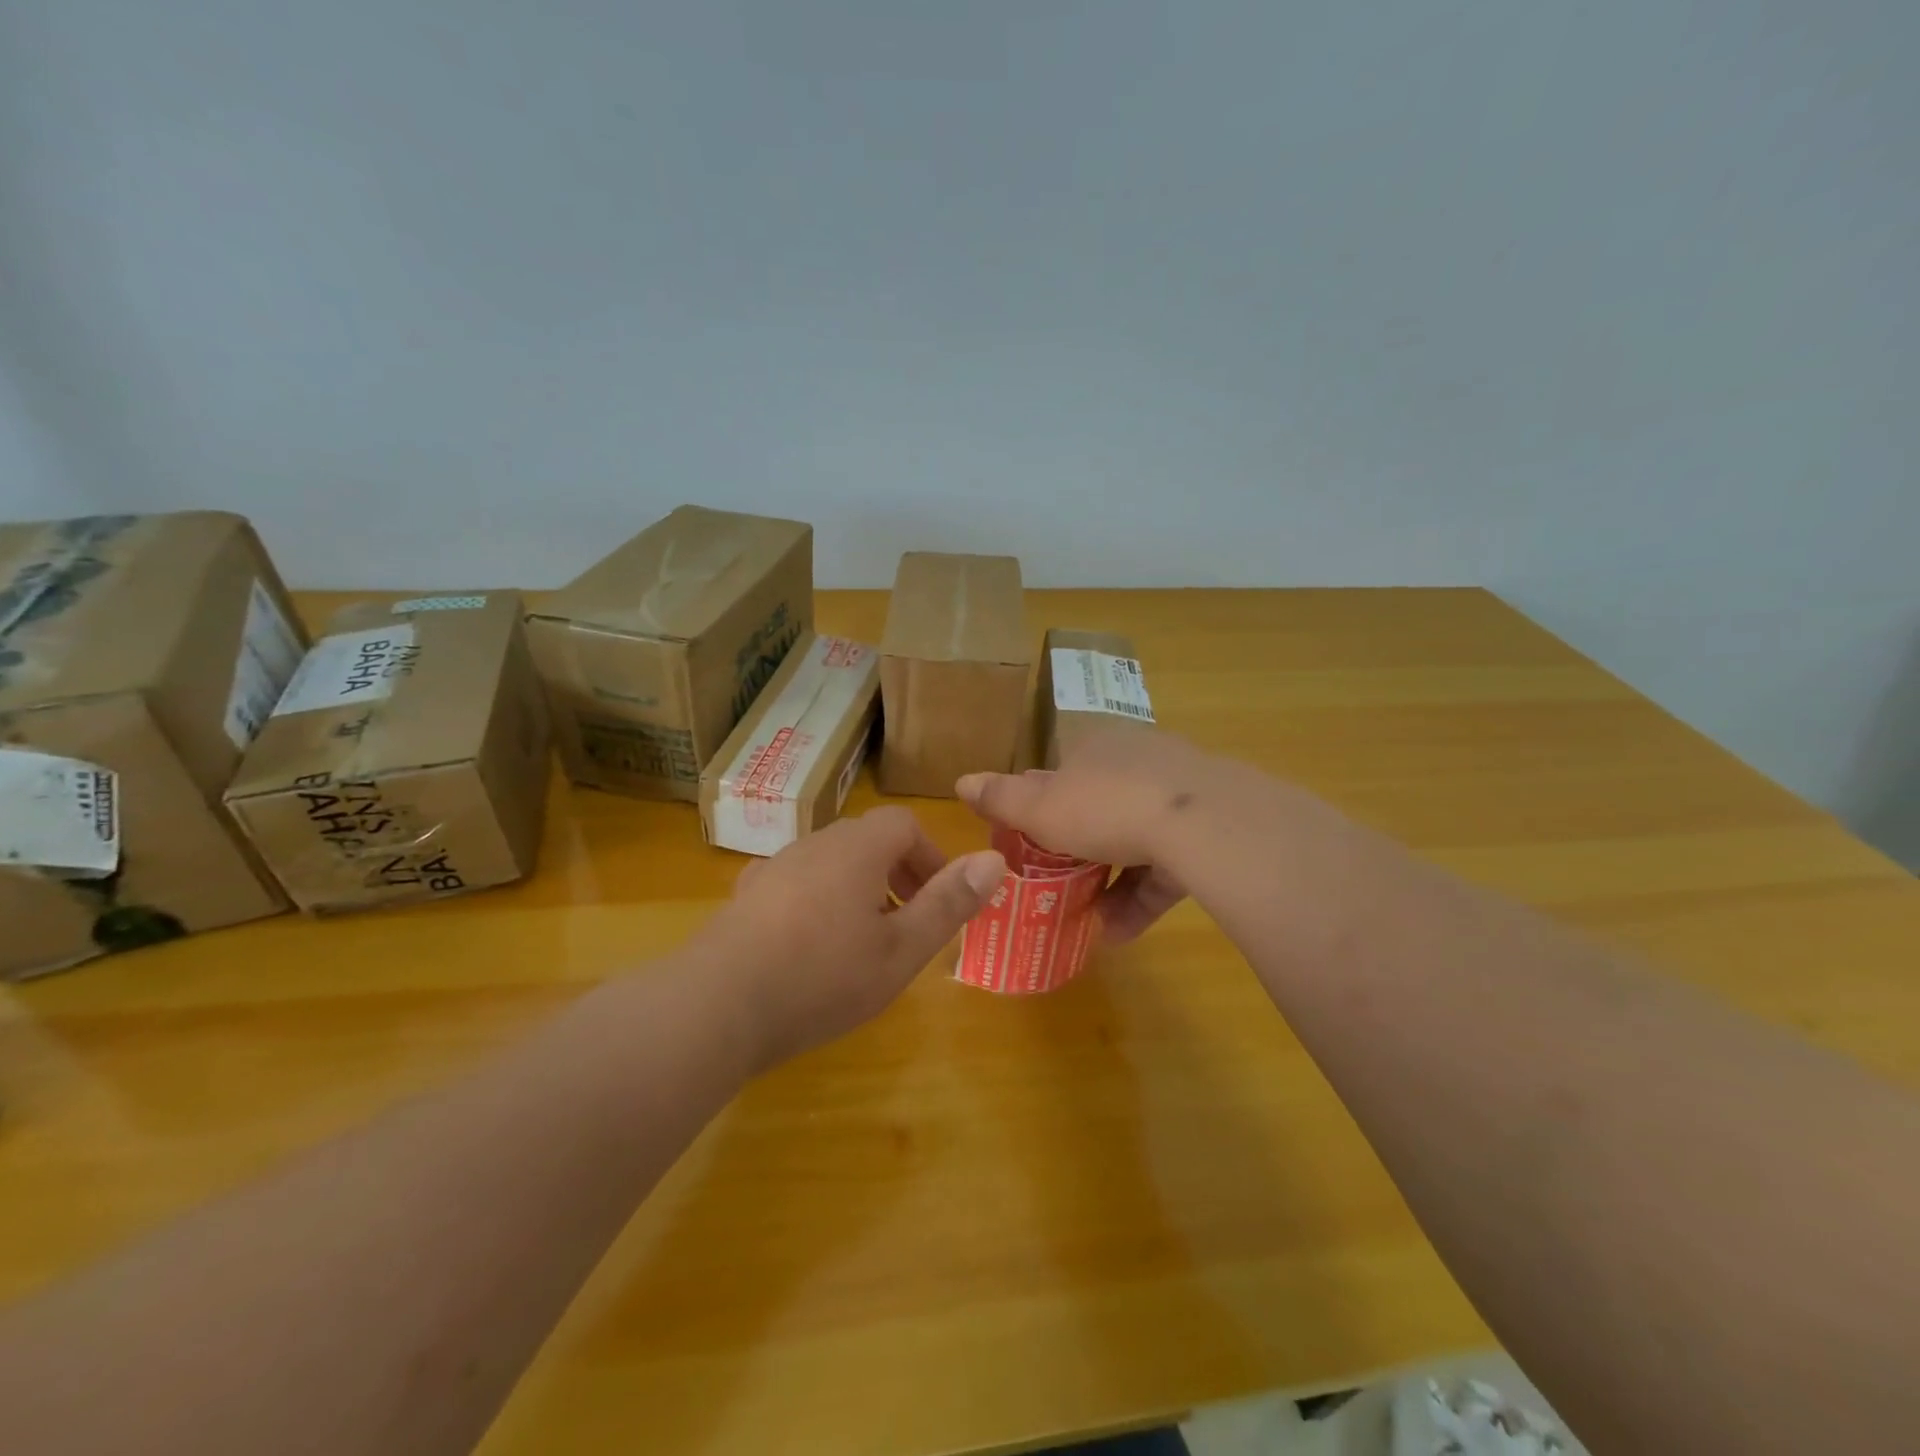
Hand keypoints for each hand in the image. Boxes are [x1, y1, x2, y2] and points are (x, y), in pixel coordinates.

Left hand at [696, 807, 1005, 1068]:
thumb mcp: (901, 949)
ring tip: (862, 943)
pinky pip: (796, 884)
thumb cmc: (824, 976)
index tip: (938, 900)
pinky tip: (810, 949)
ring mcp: (774, 868)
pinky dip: (818, 902)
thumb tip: (995, 859)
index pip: (903, 825)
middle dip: (897, 874)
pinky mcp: (745, 896)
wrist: (718, 1005)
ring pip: (830, 863)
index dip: (930, 856)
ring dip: (858, 889)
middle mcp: (814, 844)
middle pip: (867, 840)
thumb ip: (950, 903)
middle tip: (907, 925)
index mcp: (856, 848)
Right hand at [957, 728, 1229, 942]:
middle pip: (1098, 809)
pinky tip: (1121, 933)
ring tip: (1088, 921)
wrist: (1203, 823)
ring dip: (1108, 883)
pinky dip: (1140, 897)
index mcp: (1096, 749)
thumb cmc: (1107, 807)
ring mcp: (1178, 797)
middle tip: (1055, 889)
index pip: (1059, 778)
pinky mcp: (1207, 832)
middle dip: (1076, 852)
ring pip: (1135, 841)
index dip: (1039, 812)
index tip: (1027, 848)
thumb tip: (960, 781)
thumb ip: (1002, 798)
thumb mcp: (1042, 808)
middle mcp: (1138, 763)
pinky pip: (1166, 866)